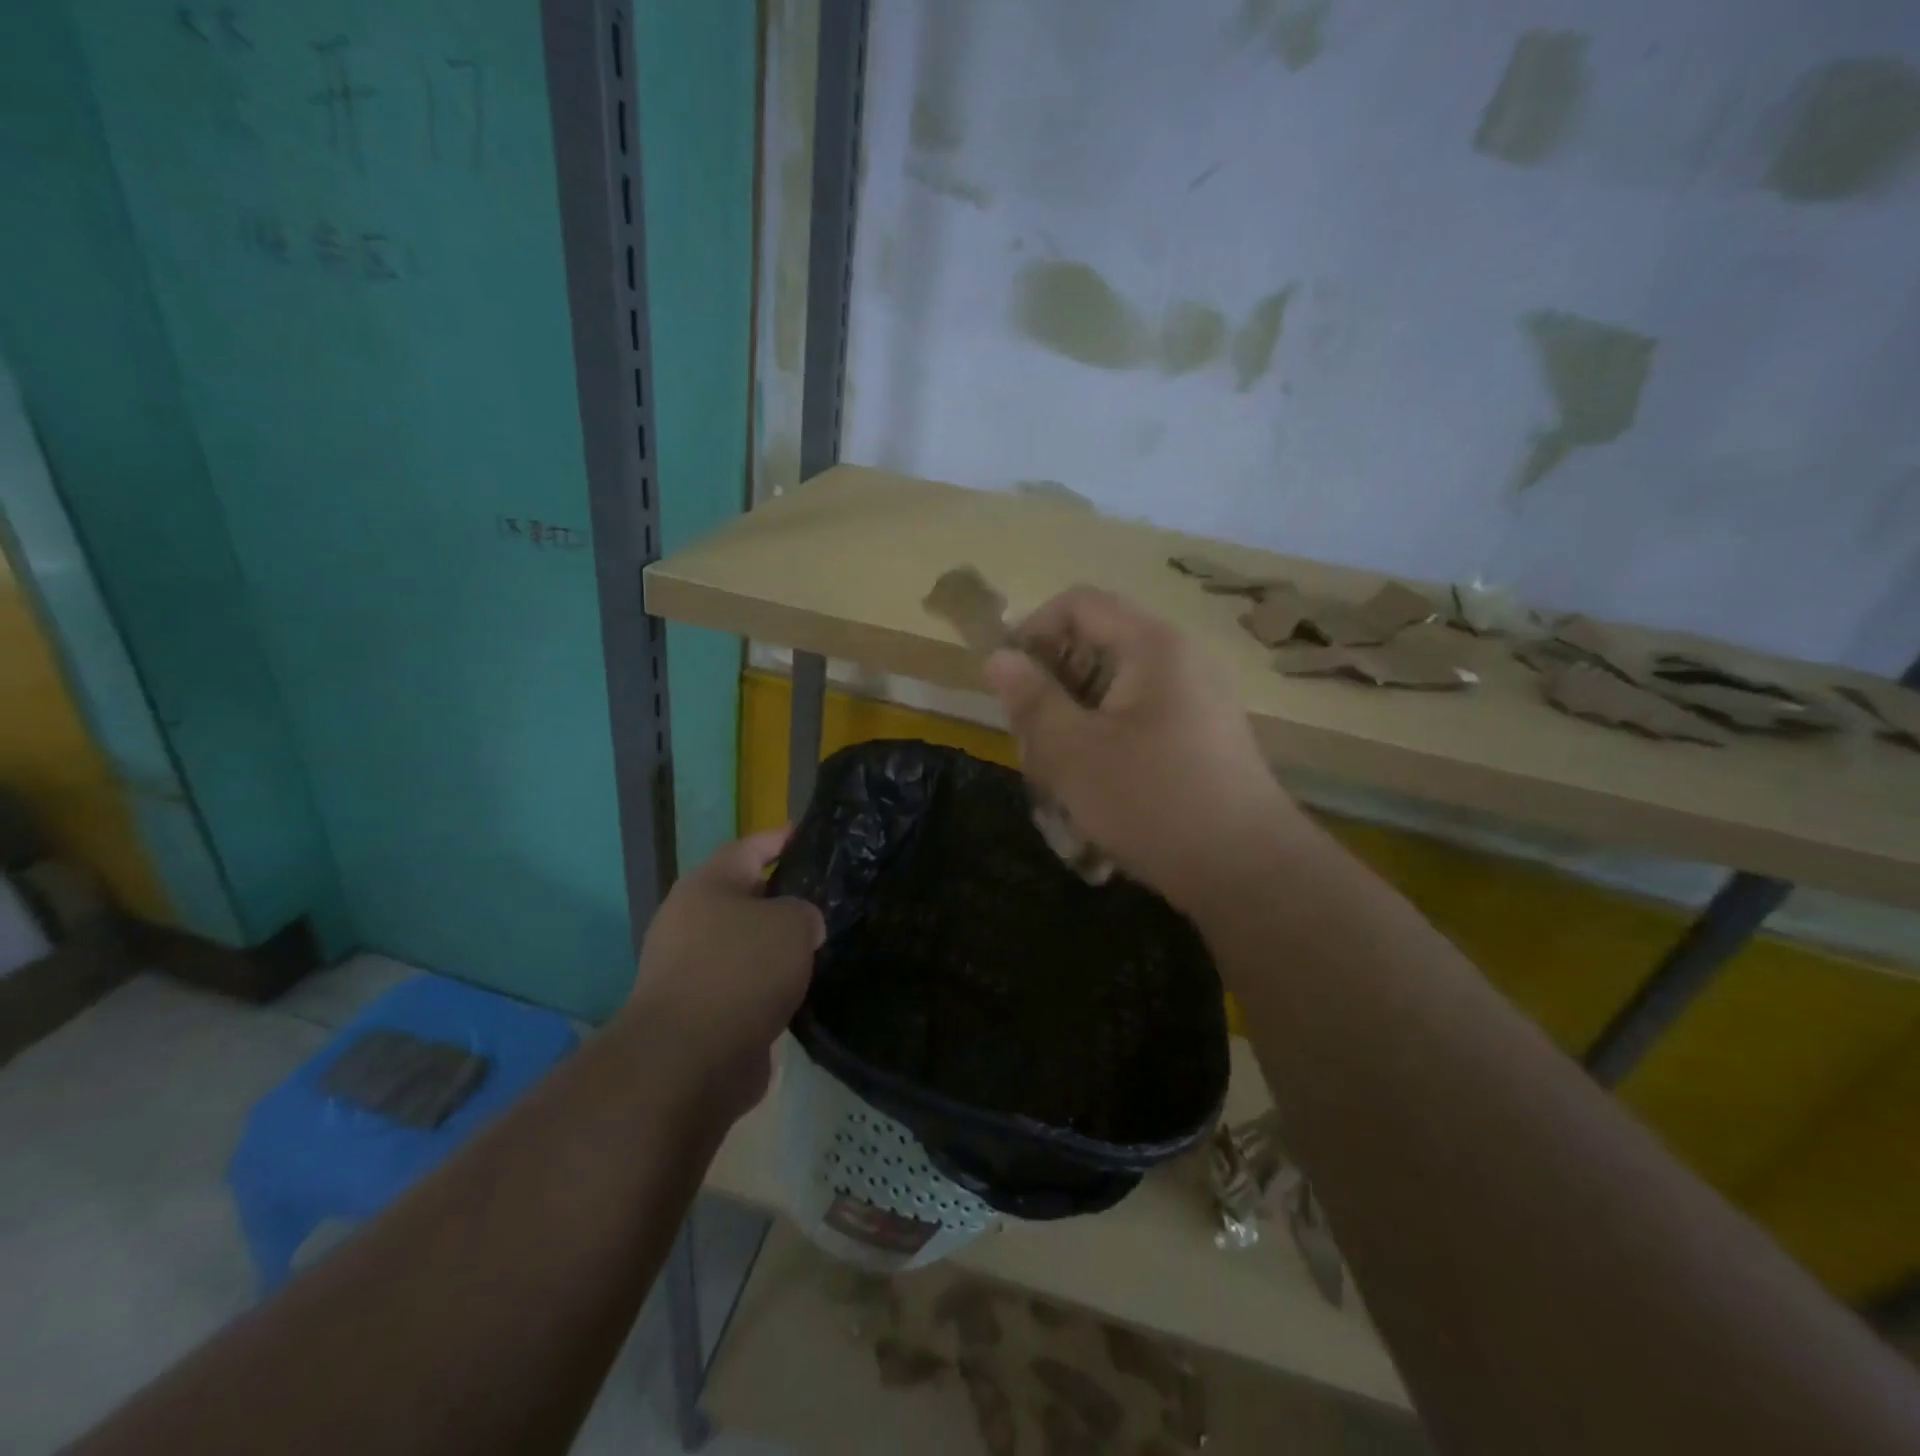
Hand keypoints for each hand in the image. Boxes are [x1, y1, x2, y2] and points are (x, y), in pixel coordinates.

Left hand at [627, 830, 823, 1115]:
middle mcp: (691, 920)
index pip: (751, 846)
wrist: (688, 1060)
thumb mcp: (792, 924)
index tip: (813, 836)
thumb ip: (804, 912)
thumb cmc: (741, 971)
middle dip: (784, 898)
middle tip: (828, 899)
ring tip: (821, 947)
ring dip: (776, 947)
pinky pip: (742, 985)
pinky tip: (801, 992)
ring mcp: (689, 968)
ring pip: (744, 944)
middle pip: (745, 897)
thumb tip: (800, 926)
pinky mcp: (696, 1012)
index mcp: (708, 885)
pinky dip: (768, 986)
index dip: (782, 839)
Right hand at [984, 587, 1297, 914]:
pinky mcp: (1202, 740)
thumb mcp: (1072, 752)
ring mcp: (1196, 702)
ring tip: (1061, 788)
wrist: (1249, 872)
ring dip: (1075, 731)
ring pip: (1112, 696)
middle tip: (1032, 750)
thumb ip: (1030, 699)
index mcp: (1152, 646)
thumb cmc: (1151, 801)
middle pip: (1094, 651)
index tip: (1007, 686)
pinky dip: (1107, 751)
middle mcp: (1180, 662)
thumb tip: (998, 657)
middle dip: (1052, 696)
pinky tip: (1096, 800)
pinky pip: (1139, 725)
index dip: (1032, 633)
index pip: (1078, 604)